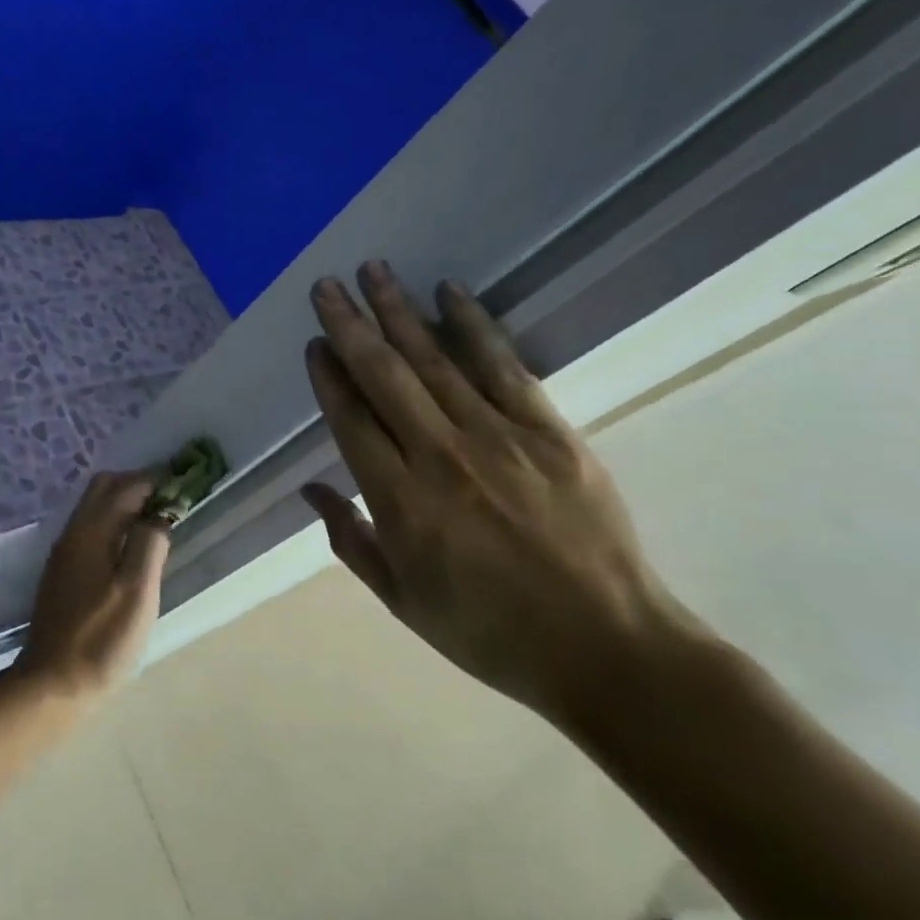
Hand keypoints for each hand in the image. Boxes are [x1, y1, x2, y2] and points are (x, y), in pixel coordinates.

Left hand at [20, 471, 170, 699]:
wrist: (52, 683)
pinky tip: (131, 545)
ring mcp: (64, 552)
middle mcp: (73, 533)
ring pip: (94, 507)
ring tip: (157, 519)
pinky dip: (114, 521)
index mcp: (91, 532)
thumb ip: (149, 544)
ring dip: (125, 502)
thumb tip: (159, 513)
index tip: (183, 482)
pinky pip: (91, 527)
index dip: (155, 479)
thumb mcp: (137, 592)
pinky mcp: (63, 572)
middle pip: (103, 488)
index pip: (124, 486)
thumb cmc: (101, 638)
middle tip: (170, 499)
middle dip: (137, 484)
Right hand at [299, 265, 694, 727]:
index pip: (352, 420)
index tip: (314, 343)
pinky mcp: (548, 432)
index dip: (329, 377)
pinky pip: (503, 367)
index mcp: (401, 503)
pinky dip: (473, 326)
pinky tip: (450, 293)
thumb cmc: (491, 633)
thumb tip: (311, 488)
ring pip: (435, 361)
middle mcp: (441, 457)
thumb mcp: (403, 602)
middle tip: (326, 286)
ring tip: (374, 272)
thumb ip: (351, 541)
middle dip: (351, 326)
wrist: (607, 648)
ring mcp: (498, 439)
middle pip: (385, 376)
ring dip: (400, 312)